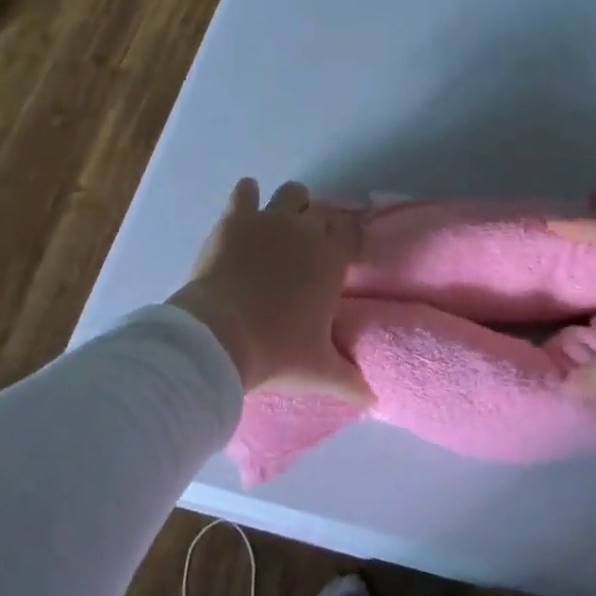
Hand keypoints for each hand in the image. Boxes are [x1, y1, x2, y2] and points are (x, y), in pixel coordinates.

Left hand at [169, 180, 371, 402]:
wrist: (220, 337)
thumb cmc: (277, 351)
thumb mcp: (319, 372)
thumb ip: (350, 382)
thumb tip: (376, 403)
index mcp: (332, 261)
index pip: (353, 233)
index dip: (350, 236)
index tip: (343, 247)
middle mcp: (306, 232)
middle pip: (324, 211)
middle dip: (321, 222)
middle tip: (311, 243)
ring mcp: (269, 221)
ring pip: (292, 192)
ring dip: (292, 203)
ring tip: (282, 222)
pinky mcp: (234, 220)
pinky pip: (245, 192)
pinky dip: (246, 195)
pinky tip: (245, 203)